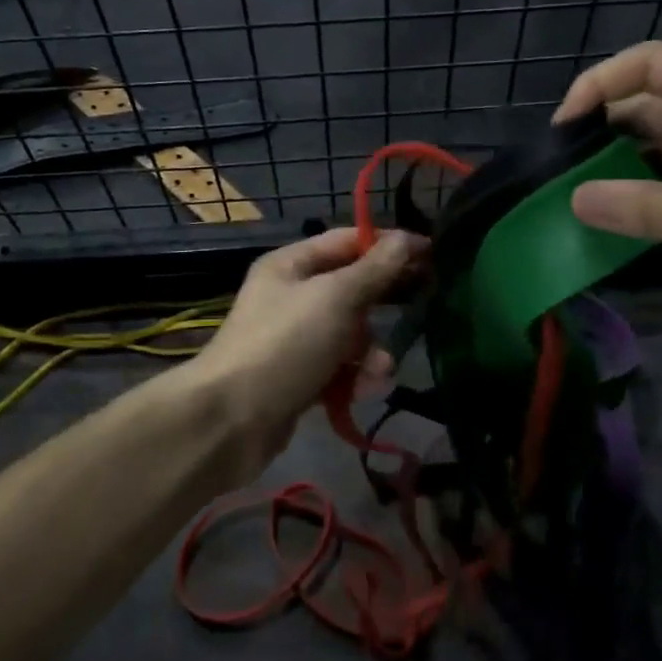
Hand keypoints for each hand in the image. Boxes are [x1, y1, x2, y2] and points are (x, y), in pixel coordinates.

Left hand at [187, 227, 423, 471]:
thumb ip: (375, 270)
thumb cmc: (285, 345)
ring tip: (379, 369)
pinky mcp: (299, 377)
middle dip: (383, 303)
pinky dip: (354, 377)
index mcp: (292, 264)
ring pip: (350, 333)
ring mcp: (294, 339)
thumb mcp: (335, 298)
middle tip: (423, 305)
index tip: (431, 254)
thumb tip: (407, 239)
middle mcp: (292, 295)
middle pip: (352, 288)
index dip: (388, 244)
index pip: (349, 241)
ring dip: (371, 350)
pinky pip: (339, 368)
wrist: (229, 421)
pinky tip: (363, 391)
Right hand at [555, 41, 661, 339]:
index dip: (598, 86)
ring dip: (632, 160)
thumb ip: (647, 207)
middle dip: (608, 128)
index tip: (562, 131)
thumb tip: (575, 201)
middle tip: (563, 171)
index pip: (649, 64)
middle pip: (658, 100)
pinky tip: (631, 210)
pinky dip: (661, 185)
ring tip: (584, 191)